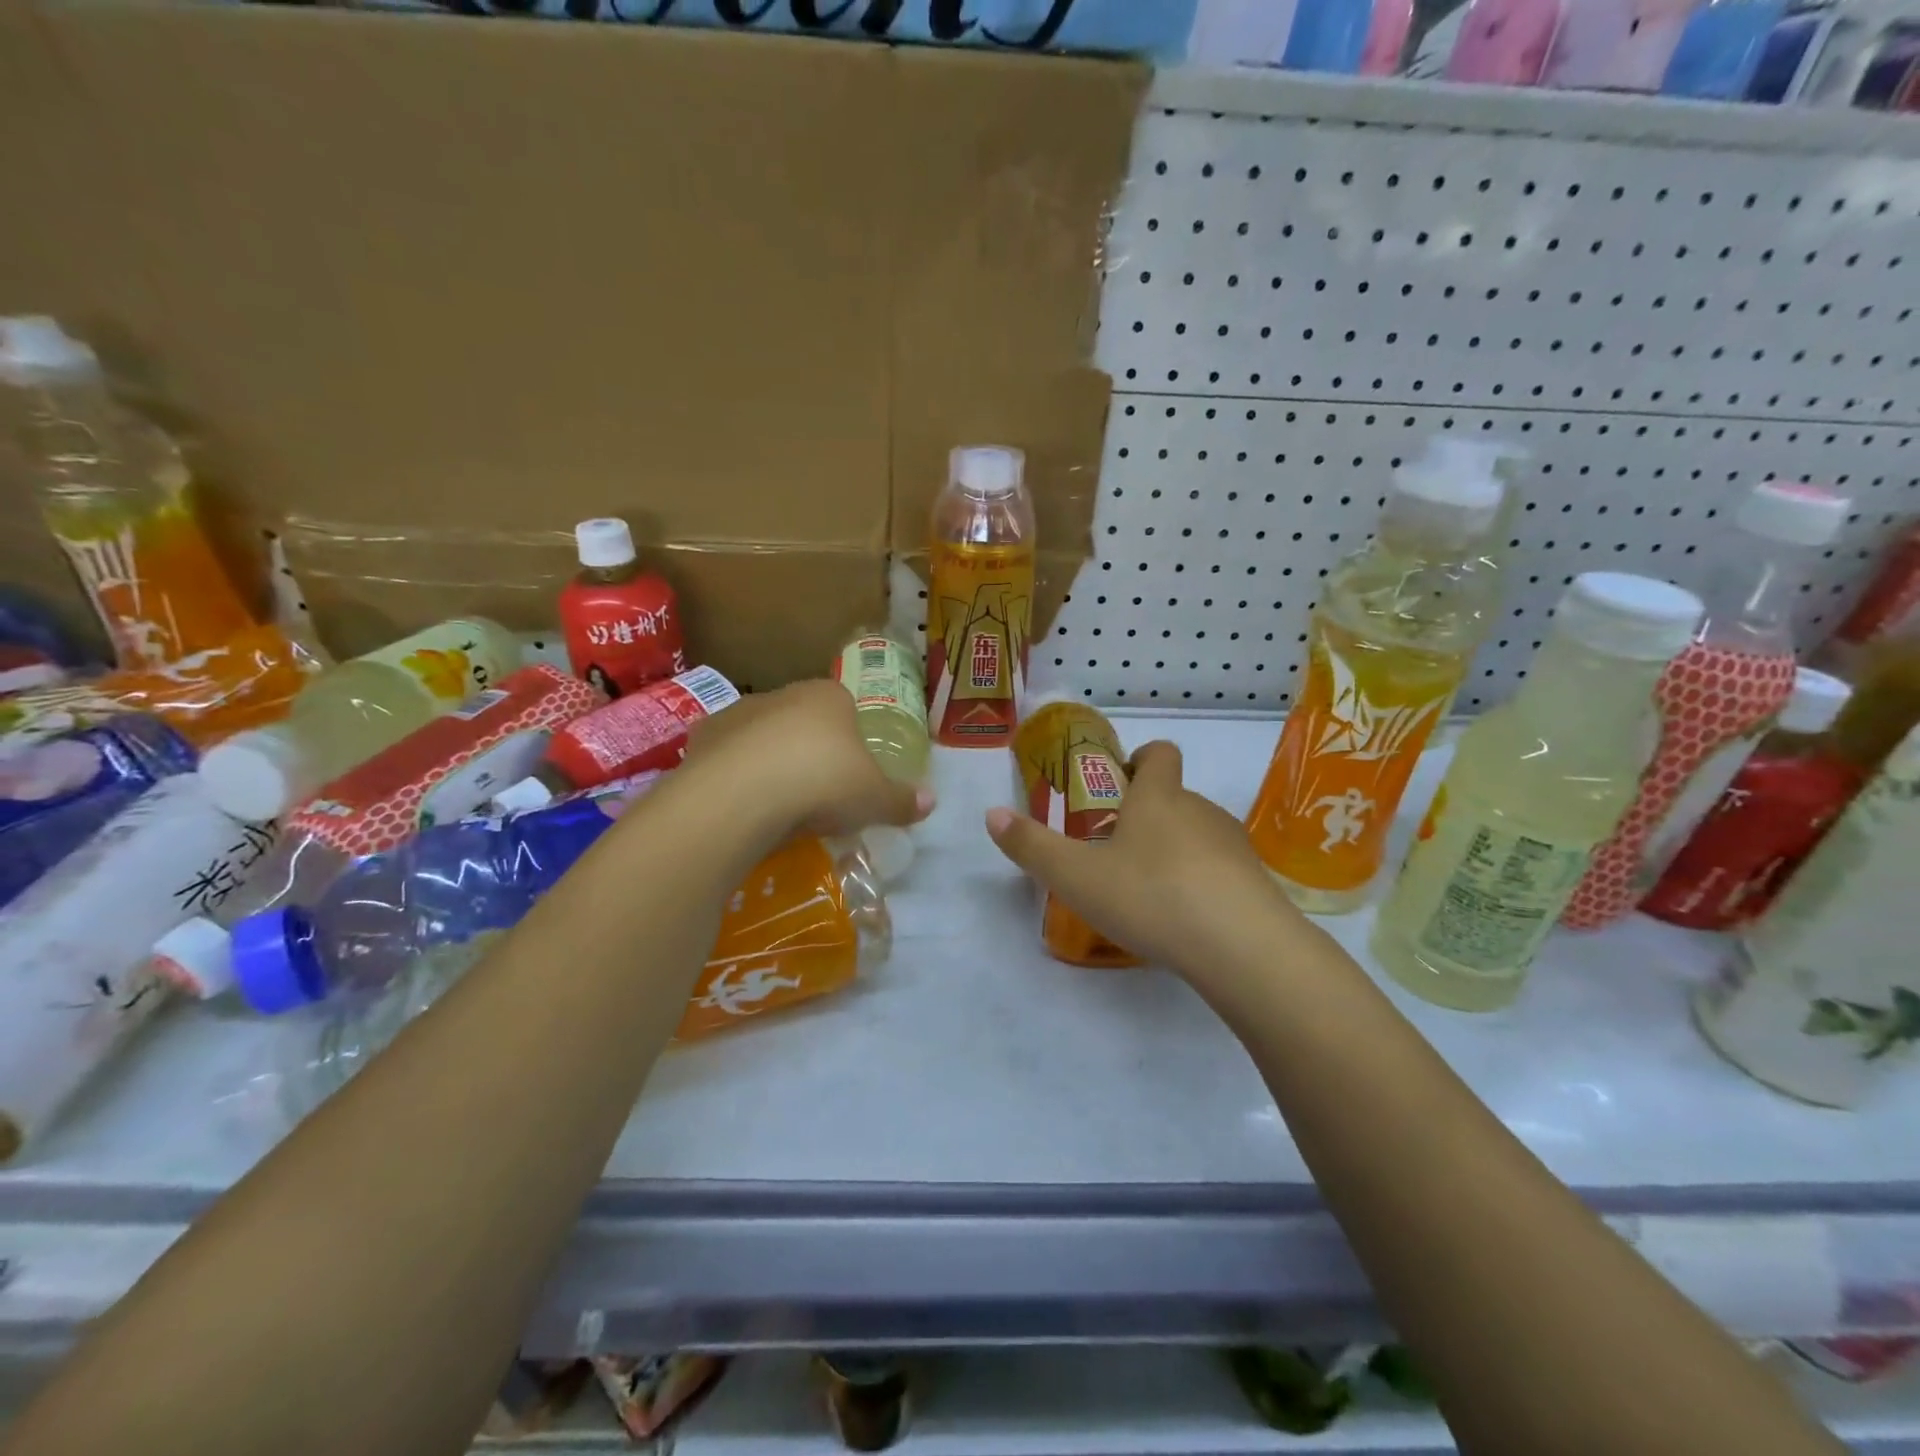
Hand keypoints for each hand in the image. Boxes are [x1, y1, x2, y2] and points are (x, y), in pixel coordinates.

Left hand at [685, 679, 934, 841]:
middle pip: (802, 720)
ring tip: (777, 805)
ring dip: (769, 762)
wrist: (741, 796)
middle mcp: (782, 694)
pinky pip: (726, 757)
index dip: (851, 739)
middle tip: (817, 794)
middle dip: (809, 750)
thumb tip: (931, 802)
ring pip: (762, 736)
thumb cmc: (822, 784)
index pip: (846, 707)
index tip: (851, 774)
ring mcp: (737, 713)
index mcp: (829, 697)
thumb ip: (902, 800)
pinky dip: (734, 776)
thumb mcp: (874, 800)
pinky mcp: (701, 739)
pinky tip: (741, 805)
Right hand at [984, 741, 1312, 981]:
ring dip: (1173, 850)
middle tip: (1114, 852)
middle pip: (1174, 796)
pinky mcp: (1255, 882)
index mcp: (1158, 797)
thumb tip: (991, 814)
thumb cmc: (1151, 896)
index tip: (1118, 783)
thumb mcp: (1076, 876)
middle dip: (1146, 814)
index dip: (1140, 760)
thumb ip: (1031, 846)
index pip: (1159, 753)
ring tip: (1147, 891)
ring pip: (1197, 833)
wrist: (1242, 947)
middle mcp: (1200, 810)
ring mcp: (1233, 845)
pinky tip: (1183, 919)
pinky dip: (1200, 882)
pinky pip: (1220, 869)